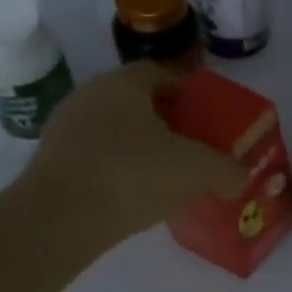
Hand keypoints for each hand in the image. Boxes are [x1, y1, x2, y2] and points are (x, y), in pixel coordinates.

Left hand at [16, 62, 247, 253]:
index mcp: (124, 83)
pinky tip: (133, 194)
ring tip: (165, 174)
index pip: (160, 73)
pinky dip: (116, 168)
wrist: (60, 218)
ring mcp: (64, 128)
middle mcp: (90, 95)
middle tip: (191, 146)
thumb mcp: (197, 170)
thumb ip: (227, 171)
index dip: (187, 92)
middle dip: (165, 121)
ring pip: (113, 129)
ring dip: (139, 146)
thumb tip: (240, 179)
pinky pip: (94, 156)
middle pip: (136, 101)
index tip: (206, 116)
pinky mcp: (50, 162)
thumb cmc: (133, 174)